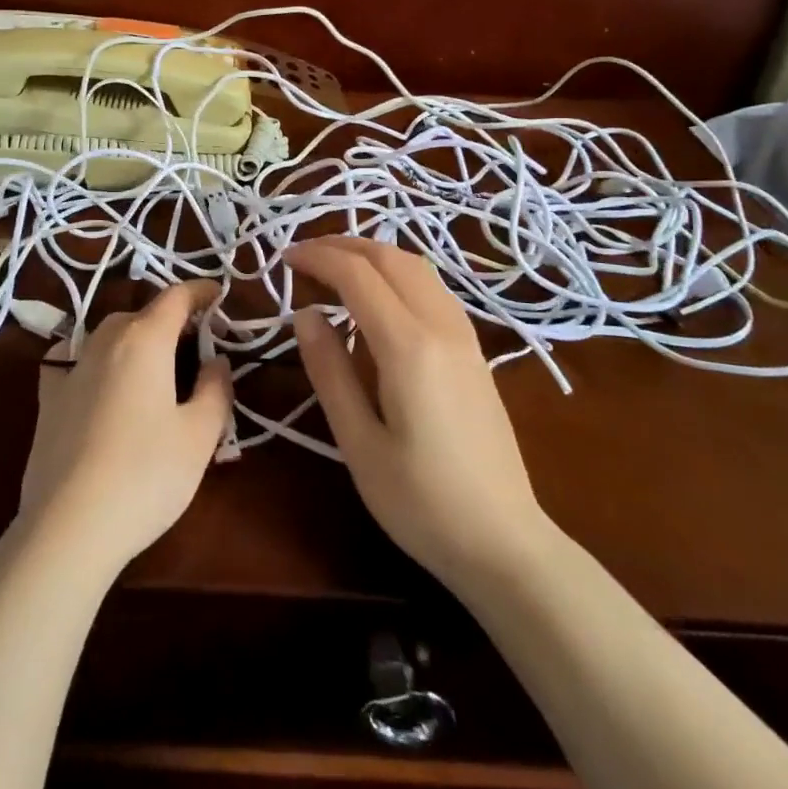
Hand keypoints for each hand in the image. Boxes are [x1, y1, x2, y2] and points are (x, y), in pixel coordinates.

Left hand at [19, 281, 233, 575]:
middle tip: (196, 346)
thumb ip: (215, 388)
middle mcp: (104, 340)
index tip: (219, 295)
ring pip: (108, 334)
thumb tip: (216, 360)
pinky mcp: (47, 398)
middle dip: (171, 320)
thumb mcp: (199, 435)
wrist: (68, 526)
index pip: (175, 297)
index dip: (200, 292)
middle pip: (142, 314)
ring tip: (154, 365)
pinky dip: (92, 356)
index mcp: (144, 339)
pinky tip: (96, 376)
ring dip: (134, 337)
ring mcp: (70, 368)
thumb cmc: (145, 475)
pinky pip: (73, 358)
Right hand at [285, 237, 549, 593]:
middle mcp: (441, 326)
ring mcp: (465, 335)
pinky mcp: (475, 350)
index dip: (317, 258)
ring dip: (372, 253)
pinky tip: (379, 295)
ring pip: (417, 266)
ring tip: (334, 266)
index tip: (282, 259)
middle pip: (390, 257)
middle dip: (342, 245)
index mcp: (409, 347)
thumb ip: (329, 371)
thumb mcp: (358, 443)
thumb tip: (305, 313)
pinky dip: (397, 272)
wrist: (505, 543)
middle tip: (302, 257)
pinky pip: (432, 287)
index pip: (357, 275)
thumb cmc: (420, 502)